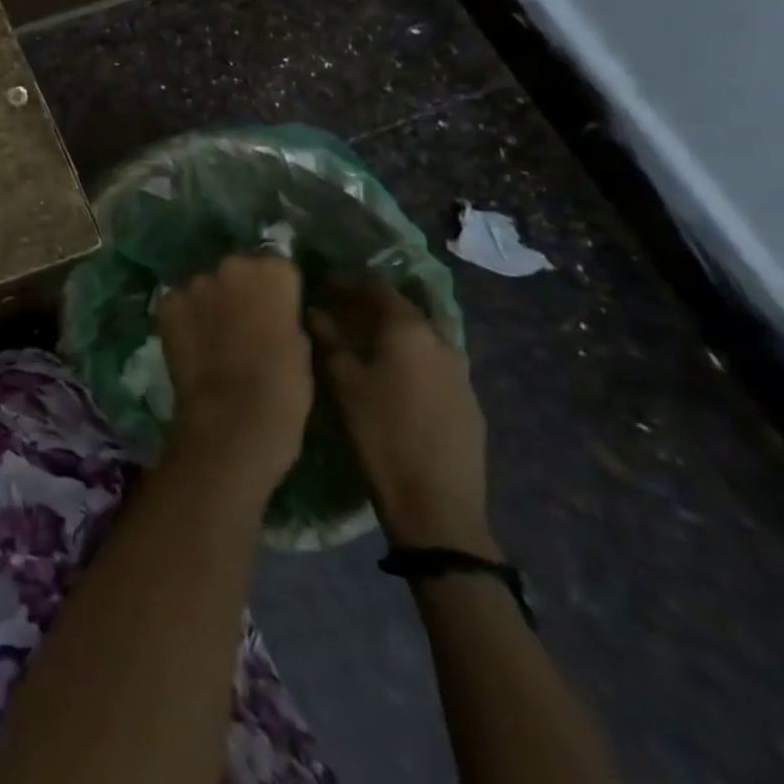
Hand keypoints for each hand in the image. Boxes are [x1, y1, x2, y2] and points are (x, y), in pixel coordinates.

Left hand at [156, 254, 314, 502]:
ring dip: (210, 303)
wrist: (232, 419)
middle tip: (243, 323)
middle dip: (239, 290)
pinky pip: (179, 303)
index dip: (276, 291)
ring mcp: (195, 282)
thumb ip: (284, 315)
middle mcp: (231, 265)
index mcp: (273, 272)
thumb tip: (272, 311)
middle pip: (237, 270)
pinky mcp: (167, 303)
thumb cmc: (283, 389)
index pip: (276, 266)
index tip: (276, 311)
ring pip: (205, 286)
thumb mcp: (301, 346)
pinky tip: (191, 344)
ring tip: (214, 338)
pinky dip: (184, 318)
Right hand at [310, 278, 495, 556]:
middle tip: (339, 310)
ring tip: (363, 342)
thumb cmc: (379, 433)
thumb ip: (327, 338)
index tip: (323, 282)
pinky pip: (433, 362)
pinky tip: (391, 375)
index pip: (376, 286)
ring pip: (420, 336)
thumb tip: (315, 311)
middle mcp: (441, 340)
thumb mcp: (341, 381)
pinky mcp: (469, 401)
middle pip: (402, 308)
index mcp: (409, 329)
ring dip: (392, 332)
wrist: (437, 504)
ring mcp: (461, 372)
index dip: (347, 280)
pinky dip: (409, 356)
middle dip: (369, 304)